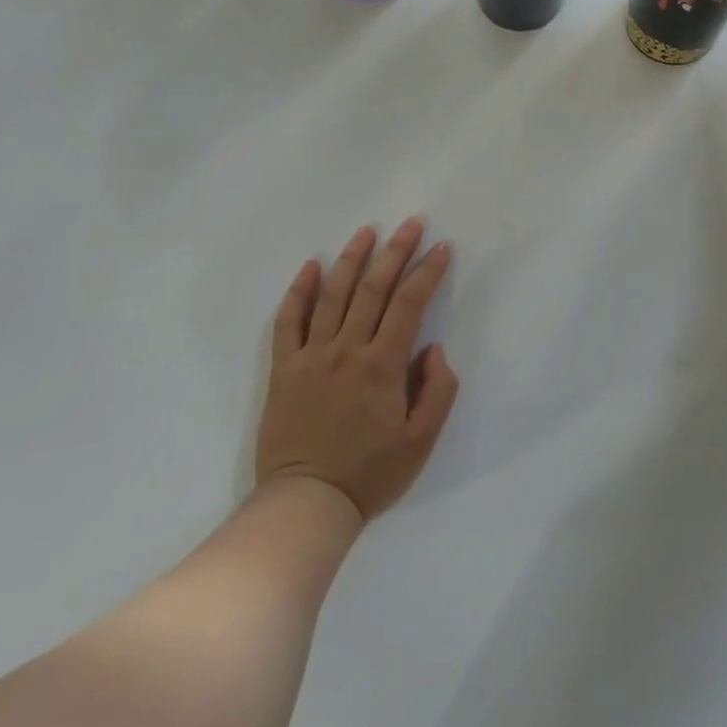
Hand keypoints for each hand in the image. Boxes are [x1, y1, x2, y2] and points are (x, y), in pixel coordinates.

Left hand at [256, 219, 459, 522]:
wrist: (306, 503)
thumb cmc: (370, 474)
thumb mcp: (422, 441)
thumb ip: (437, 390)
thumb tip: (433, 348)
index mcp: (382, 365)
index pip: (409, 304)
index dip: (427, 271)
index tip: (442, 247)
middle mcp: (347, 349)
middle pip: (373, 288)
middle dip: (395, 251)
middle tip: (411, 223)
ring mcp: (311, 355)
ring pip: (333, 294)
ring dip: (351, 259)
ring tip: (367, 231)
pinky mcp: (284, 368)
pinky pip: (289, 320)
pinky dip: (299, 290)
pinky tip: (311, 266)